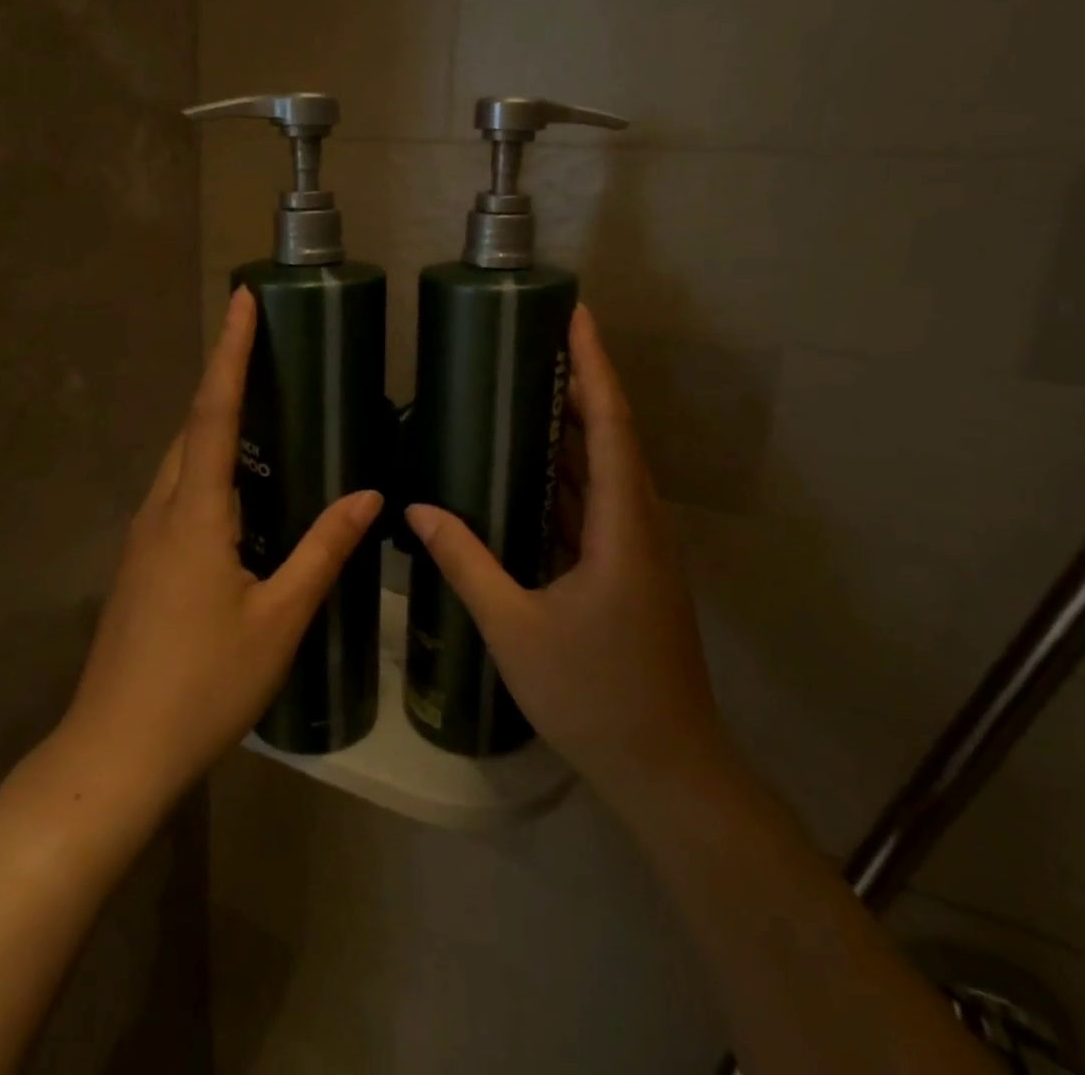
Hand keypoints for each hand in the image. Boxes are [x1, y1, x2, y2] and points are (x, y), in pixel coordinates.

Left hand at [64, 286, 382, 801]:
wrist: (115, 753)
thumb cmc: (203, 685)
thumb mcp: (279, 619)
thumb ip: (323, 551)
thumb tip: (369, 494)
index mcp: (194, 513)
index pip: (215, 412)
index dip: (231, 352)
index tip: (242, 299)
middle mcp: (161, 511)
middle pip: (192, 427)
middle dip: (223, 378)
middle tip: (261, 344)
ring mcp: (143, 539)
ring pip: (181, 461)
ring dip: (214, 422)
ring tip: (256, 403)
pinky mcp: (141, 565)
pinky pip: (177, 493)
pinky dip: (207, 467)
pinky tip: (237, 489)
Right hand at [405, 305, 729, 808]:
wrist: (666, 768)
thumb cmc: (593, 695)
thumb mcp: (515, 627)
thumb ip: (466, 562)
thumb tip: (417, 508)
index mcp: (622, 525)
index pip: (610, 423)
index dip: (593, 365)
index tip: (575, 316)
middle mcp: (640, 524)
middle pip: (612, 436)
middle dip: (578, 384)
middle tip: (533, 344)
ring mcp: (640, 548)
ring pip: (607, 471)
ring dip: (574, 429)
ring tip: (527, 391)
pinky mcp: (633, 570)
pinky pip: (600, 504)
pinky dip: (569, 477)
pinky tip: (532, 472)